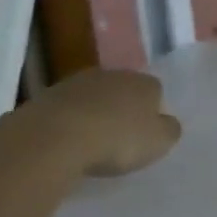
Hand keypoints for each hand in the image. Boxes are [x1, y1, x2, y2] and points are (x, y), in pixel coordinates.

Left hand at [26, 68, 181, 178]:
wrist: (54, 137)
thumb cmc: (117, 139)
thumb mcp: (158, 142)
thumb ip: (169, 130)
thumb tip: (166, 122)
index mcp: (143, 82)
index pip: (155, 91)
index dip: (153, 112)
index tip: (146, 134)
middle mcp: (111, 74)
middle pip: (123, 90)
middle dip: (122, 109)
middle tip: (120, 137)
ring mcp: (76, 82)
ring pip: (93, 97)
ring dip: (94, 113)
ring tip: (91, 141)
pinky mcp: (47, 96)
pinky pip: (66, 109)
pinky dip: (69, 121)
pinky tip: (67, 142)